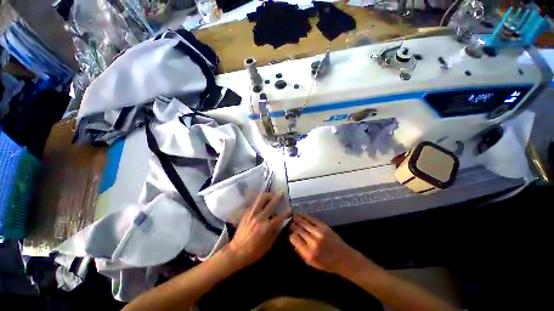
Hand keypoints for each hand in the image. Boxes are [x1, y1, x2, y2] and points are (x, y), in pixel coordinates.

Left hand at [225, 192, 288, 268]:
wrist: (236, 252)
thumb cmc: (254, 251)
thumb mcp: (268, 245)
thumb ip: (276, 231)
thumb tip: (281, 222)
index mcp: (266, 227)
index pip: (280, 216)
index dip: (286, 212)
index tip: (290, 209)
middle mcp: (260, 217)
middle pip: (271, 203)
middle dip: (278, 197)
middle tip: (282, 193)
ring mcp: (252, 213)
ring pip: (261, 198)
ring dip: (268, 195)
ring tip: (272, 195)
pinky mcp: (246, 212)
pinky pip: (255, 202)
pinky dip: (260, 200)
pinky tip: (263, 202)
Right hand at [289, 214, 365, 275]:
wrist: (344, 258)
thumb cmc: (327, 264)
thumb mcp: (311, 264)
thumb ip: (300, 251)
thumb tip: (292, 239)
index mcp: (309, 253)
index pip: (294, 238)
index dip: (290, 234)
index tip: (288, 231)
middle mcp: (313, 241)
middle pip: (298, 228)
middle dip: (291, 224)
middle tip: (287, 221)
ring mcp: (319, 232)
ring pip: (303, 222)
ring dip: (296, 218)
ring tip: (291, 216)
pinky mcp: (324, 226)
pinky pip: (311, 219)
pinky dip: (304, 216)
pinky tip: (300, 214)